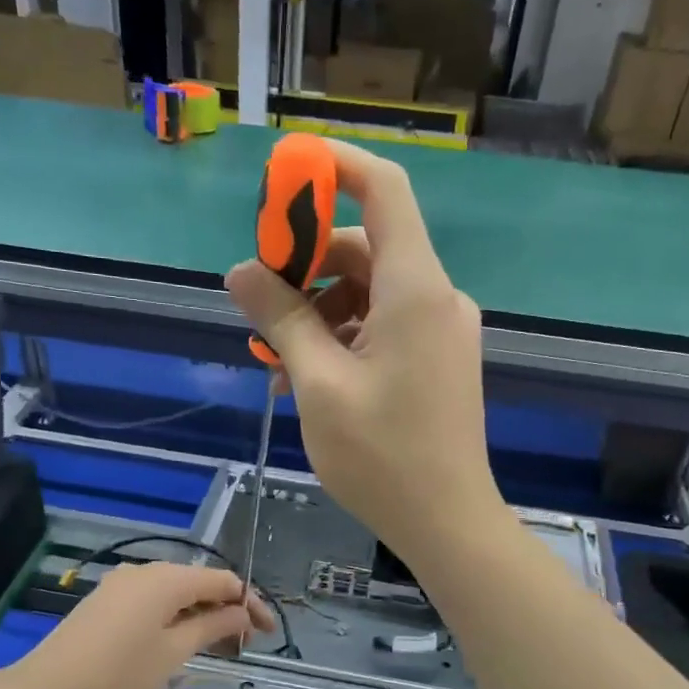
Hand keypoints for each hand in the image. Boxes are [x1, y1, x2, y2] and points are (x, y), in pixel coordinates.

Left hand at [16, 563, 273, 688]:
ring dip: (200, 613)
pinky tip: (177, 639)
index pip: (224, 580)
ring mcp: (122, 582)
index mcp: (168, 579)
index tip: (267, 633)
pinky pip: (152, 598)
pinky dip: (174, 614)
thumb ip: (212, 627)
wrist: (49, 687)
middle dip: (226, 608)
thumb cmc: (120, 672)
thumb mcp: (174, 653)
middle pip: (199, 582)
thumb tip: (242, 613)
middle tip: (244, 643)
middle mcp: (147, 570)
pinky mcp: (107, 598)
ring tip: (215, 644)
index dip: (251, 603)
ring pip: (175, 590)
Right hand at [226, 139, 503, 564]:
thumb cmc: (382, 456)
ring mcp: (440, 329)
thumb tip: (241, 271)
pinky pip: (383, 325)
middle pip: (365, 247)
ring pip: (369, 291)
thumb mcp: (318, 384)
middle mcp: (435, 296)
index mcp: (416, 288)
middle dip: (305, 266)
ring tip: (274, 361)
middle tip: (258, 305)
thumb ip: (282, 318)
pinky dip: (343, 337)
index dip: (334, 167)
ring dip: (317, 312)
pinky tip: (306, 377)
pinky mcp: (436, 358)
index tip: (282, 173)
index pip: (383, 190)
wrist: (447, 522)